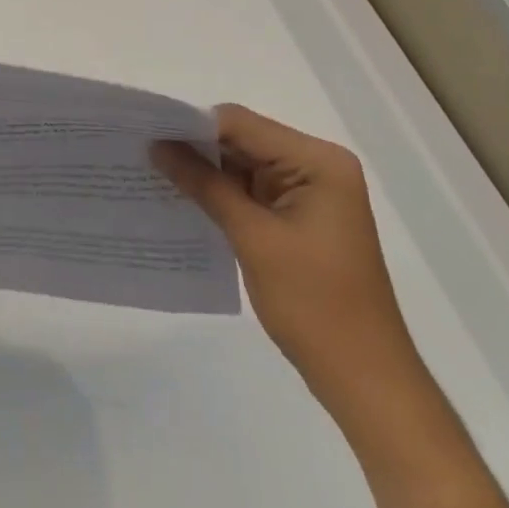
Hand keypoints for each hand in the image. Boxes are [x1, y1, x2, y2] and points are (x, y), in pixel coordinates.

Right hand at [151, 106, 421, 410]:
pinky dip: (220, 192)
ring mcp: (310, 192)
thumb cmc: (315, 306)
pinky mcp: (300, 216)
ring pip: (242, 164)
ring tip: (153, 170)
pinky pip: (251, 189)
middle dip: (195, 147)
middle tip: (142, 149)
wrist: (366, 383)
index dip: (192, 125)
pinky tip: (184, 197)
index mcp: (317, 161)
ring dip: (204, 170)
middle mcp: (317, 166)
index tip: (146, 132)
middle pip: (242, 140)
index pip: (241, 124)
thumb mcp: (252, 238)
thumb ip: (204, 184)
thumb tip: (157, 146)